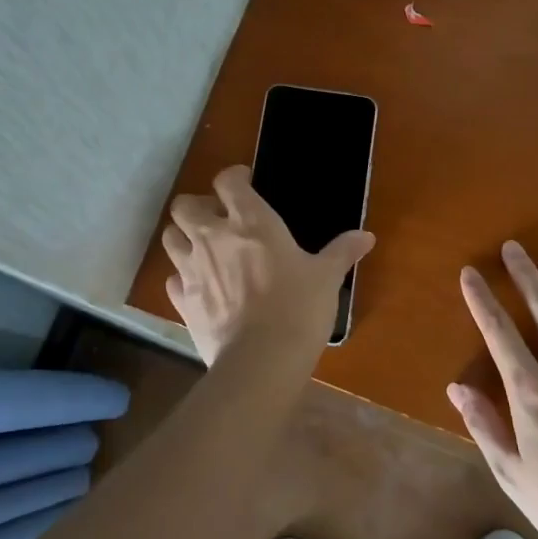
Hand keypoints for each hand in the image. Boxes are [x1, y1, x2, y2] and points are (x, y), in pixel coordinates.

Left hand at [160, 165, 374, 365]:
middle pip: (185, 204)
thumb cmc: (299, 308)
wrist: (261, 360)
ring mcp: (191, 268)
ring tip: (202, 248)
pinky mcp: (181, 300)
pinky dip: (182, 278)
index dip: (233, 178)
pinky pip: (171, 279)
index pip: (227, 180)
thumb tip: (367, 236)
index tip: (245, 184)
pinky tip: (199, 286)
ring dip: (183, 237)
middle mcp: (213, 236)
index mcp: (251, 221)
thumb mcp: (327, 277)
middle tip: (218, 219)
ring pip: (170, 236)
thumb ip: (342, 252)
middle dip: (197, 206)